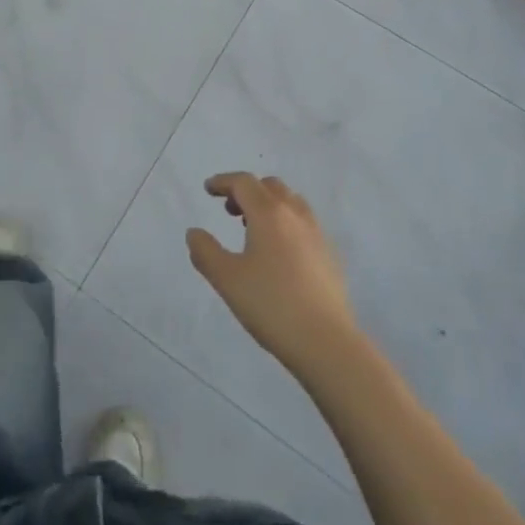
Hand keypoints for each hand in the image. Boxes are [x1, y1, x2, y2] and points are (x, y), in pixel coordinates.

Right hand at [187, 173, 361, 377]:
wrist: (327, 342)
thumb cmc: (272, 305)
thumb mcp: (228, 280)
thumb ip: (206, 252)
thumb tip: (194, 233)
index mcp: (268, 213)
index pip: (244, 182)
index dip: (223, 181)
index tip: (208, 189)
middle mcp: (294, 214)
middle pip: (269, 186)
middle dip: (247, 190)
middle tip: (230, 210)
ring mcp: (316, 232)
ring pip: (290, 201)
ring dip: (268, 204)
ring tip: (254, 229)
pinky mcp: (329, 254)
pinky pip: (303, 222)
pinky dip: (286, 221)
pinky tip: (280, 252)